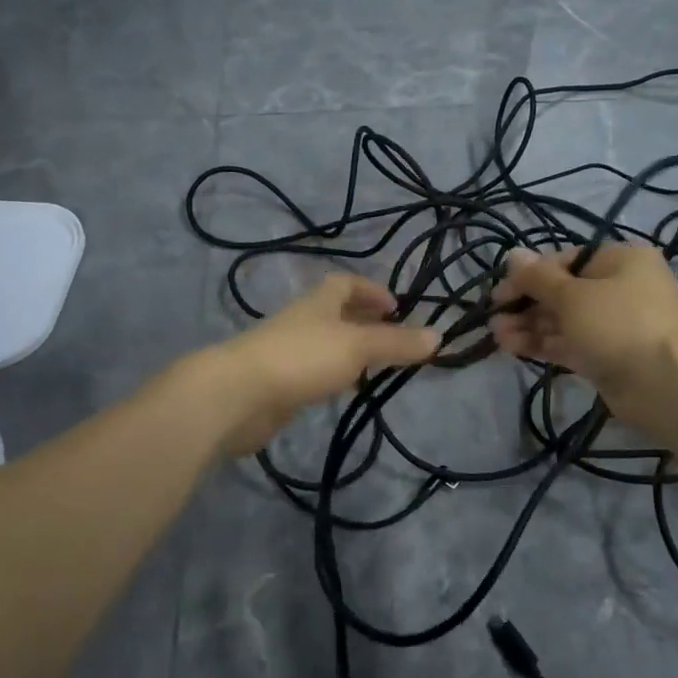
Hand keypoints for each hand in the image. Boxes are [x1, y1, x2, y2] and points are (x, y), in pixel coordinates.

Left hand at [201, 274, 439, 458]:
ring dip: (350, 351)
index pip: (346, 283)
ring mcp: (287, 352)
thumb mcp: (357, 346)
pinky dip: (332, 376)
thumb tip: (439, 336)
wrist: (238, 395)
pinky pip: (312, 373)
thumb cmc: (301, 358)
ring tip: (376, 370)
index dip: (372, 290)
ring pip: (325, 344)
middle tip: (393, 340)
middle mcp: (302, 321)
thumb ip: (396, 343)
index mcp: (318, 302)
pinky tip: (343, 393)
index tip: (396, 307)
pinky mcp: (277, 383)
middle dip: (364, 322)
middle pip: (336, 313)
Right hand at [491, 244, 677, 434]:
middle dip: (526, 304)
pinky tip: (512, 347)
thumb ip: (538, 278)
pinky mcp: (608, 356)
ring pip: (563, 320)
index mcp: (619, 260)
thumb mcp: (572, 295)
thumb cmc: (619, 324)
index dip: (529, 275)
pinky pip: (570, 344)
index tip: (499, 293)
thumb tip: (512, 254)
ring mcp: (614, 325)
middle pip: (562, 291)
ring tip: (497, 336)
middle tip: (494, 318)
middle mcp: (619, 287)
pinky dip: (543, 344)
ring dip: (529, 325)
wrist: (668, 385)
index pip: (564, 261)